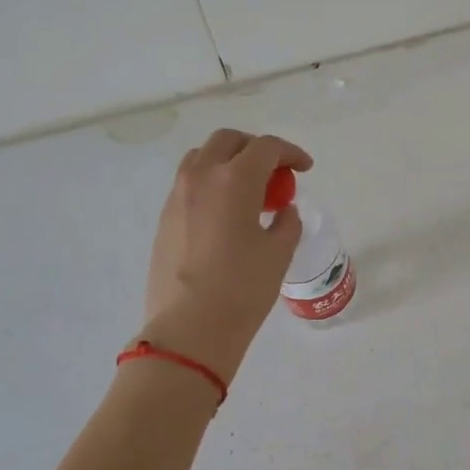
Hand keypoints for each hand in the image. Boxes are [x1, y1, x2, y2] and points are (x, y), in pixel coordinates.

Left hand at [134, 129, 311, 383]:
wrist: (189, 328)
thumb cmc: (243, 288)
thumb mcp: (279, 253)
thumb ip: (287, 222)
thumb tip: (282, 211)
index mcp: (234, 180)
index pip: (266, 148)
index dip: (290, 153)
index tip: (305, 169)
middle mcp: (201, 178)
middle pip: (228, 141)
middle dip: (256, 148)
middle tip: (276, 171)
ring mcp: (177, 197)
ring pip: (202, 158)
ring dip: (229, 162)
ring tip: (249, 190)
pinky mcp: (164, 219)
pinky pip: (189, 184)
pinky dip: (212, 184)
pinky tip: (227, 214)